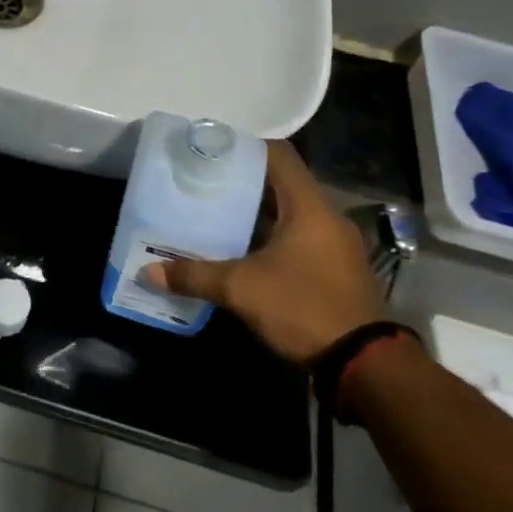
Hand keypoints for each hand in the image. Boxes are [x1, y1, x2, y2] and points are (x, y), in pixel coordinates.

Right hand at [145, 140, 383, 365]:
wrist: (364, 363)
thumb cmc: (302, 307)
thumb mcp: (241, 289)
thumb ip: (194, 275)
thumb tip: (149, 271)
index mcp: (309, 206)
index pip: (279, 156)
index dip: (245, 147)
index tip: (211, 152)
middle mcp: (327, 217)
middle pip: (282, 184)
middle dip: (242, 183)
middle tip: (203, 185)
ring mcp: (335, 244)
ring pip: (290, 214)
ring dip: (257, 214)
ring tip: (216, 215)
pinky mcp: (336, 269)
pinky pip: (299, 238)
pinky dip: (271, 237)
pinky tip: (242, 251)